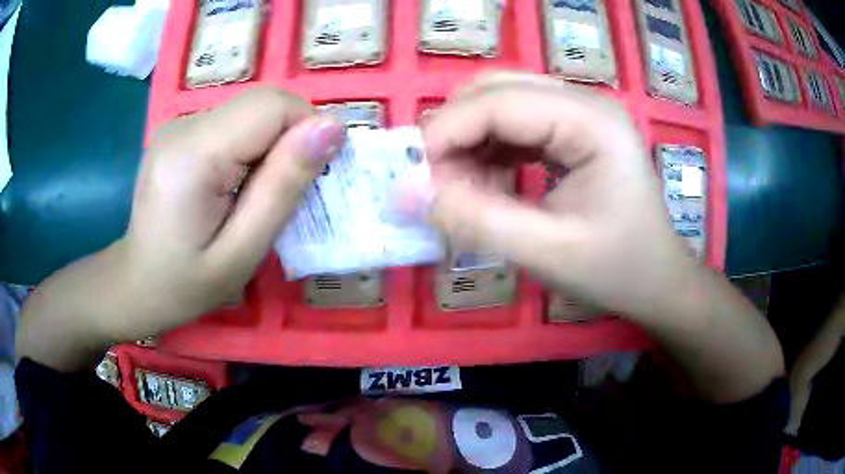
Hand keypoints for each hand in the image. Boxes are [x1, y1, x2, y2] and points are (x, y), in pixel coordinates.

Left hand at [120, 87, 344, 337]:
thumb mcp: (243, 251)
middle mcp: (183, 124)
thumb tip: (332, 128)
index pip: (273, 106)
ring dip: (270, 145)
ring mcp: (178, 123)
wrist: (137, 283)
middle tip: (282, 193)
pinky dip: (250, 146)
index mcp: (193, 154)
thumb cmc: (187, 283)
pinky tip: (235, 183)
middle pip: (263, 103)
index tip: (310, 178)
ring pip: (251, 111)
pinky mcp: (180, 129)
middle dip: (290, 139)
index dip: (306, 131)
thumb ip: (284, 186)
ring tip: (254, 194)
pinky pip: (234, 122)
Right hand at [420, 72, 699, 318]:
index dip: (446, 133)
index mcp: (592, 122)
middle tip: (438, 183)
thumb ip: (475, 219)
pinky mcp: (574, 131)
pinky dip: (490, 150)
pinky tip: (489, 183)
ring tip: (463, 189)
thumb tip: (406, 193)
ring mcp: (581, 114)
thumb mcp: (546, 252)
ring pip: (501, 103)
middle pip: (496, 90)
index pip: (499, 102)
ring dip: (470, 141)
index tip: (413, 178)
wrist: (658, 282)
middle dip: (456, 132)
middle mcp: (585, 103)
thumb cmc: (617, 270)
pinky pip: (516, 124)